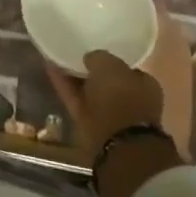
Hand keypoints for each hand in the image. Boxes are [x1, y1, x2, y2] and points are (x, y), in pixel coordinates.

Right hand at [47, 50, 165, 153]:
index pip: (125, 67)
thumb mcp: (109, 65)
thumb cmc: (121, 99)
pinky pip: (76, 99)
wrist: (118, 146)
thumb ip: (99, 57)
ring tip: (55, 58)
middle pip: (107, 81)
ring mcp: (111, 115)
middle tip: (71, 54)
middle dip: (90, 70)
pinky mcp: (92, 125)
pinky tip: (50, 70)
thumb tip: (89, 59)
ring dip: (74, 77)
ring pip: (89, 91)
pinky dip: (64, 86)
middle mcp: (131, 100)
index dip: (108, 59)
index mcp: (145, 85)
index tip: (91, 50)